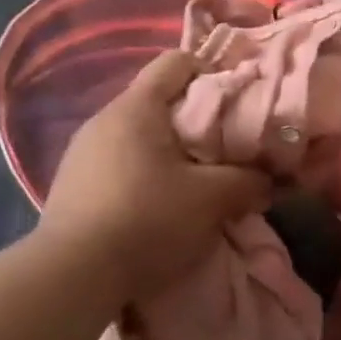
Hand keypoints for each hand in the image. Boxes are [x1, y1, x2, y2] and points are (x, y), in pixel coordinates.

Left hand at [36, 51, 271, 305]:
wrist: (71, 277)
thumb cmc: (147, 220)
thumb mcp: (214, 199)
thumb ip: (250, 181)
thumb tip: (268, 180)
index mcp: (136, 108)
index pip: (176, 62)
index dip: (212, 72)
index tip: (237, 102)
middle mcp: (104, 120)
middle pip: (159, 100)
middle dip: (197, 119)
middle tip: (227, 148)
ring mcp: (82, 153)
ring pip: (140, 135)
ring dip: (171, 150)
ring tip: (197, 180)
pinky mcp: (72, 184)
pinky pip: (121, 162)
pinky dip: (146, 172)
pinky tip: (160, 204)